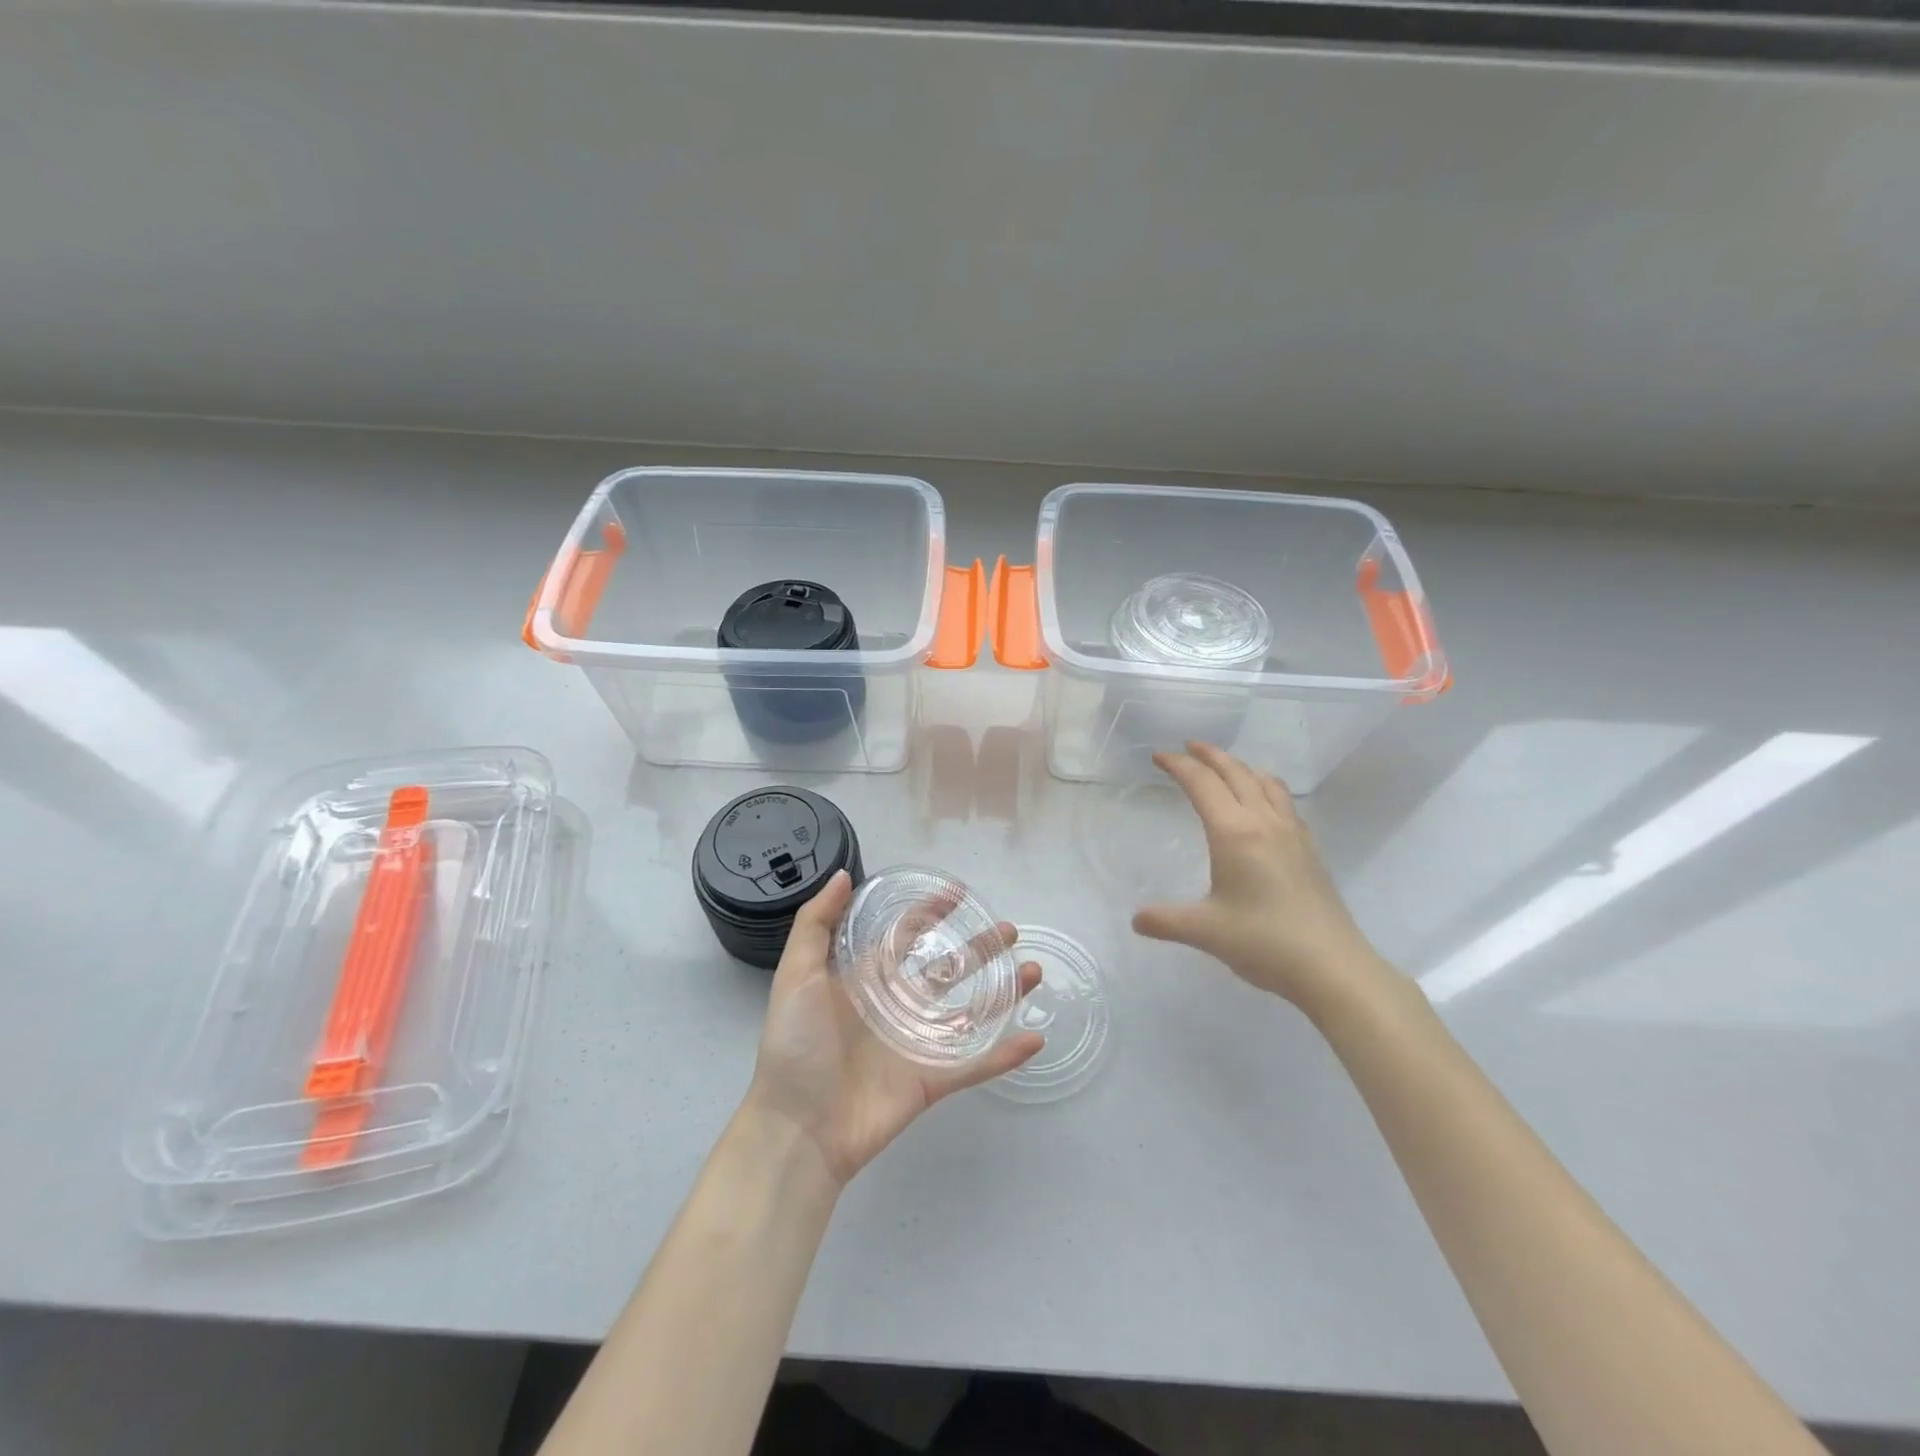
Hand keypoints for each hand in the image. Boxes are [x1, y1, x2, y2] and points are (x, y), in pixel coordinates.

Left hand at [745, 871, 1043, 1189]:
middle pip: (947, 969)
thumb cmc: (795, 1045)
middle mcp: (897, 1006)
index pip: (905, 935)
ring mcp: (917, 1044)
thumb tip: (843, 874)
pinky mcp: (931, 1081)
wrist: (796, 1127)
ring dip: (1003, 993)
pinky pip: (976, 1064)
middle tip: (1010, 930)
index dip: (929, 913)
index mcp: (866, 979)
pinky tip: (1036, 1037)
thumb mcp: (796, 975)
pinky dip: (1006, 1054)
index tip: (959, 894)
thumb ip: (816, 924)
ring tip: (1034, 971)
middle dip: (978, 948)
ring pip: (970, 1011)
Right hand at [1132, 742, 1388, 1013]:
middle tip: (1188, 747)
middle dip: (1210, 755)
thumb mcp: (1205, 931)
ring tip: (1226, 769)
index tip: (1159, 756)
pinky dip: (1264, 788)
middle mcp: (1265, 823)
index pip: (1202, 784)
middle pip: (1236, 773)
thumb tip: (1136, 919)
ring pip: (1266, 782)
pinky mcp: (1310, 850)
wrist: (1333, 967)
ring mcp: (1293, 834)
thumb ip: (1166, 921)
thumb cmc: (1264, 942)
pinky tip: (1262, 807)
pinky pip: (1284, 802)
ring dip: (1241, 767)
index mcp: (1235, 833)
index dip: (1179, 765)